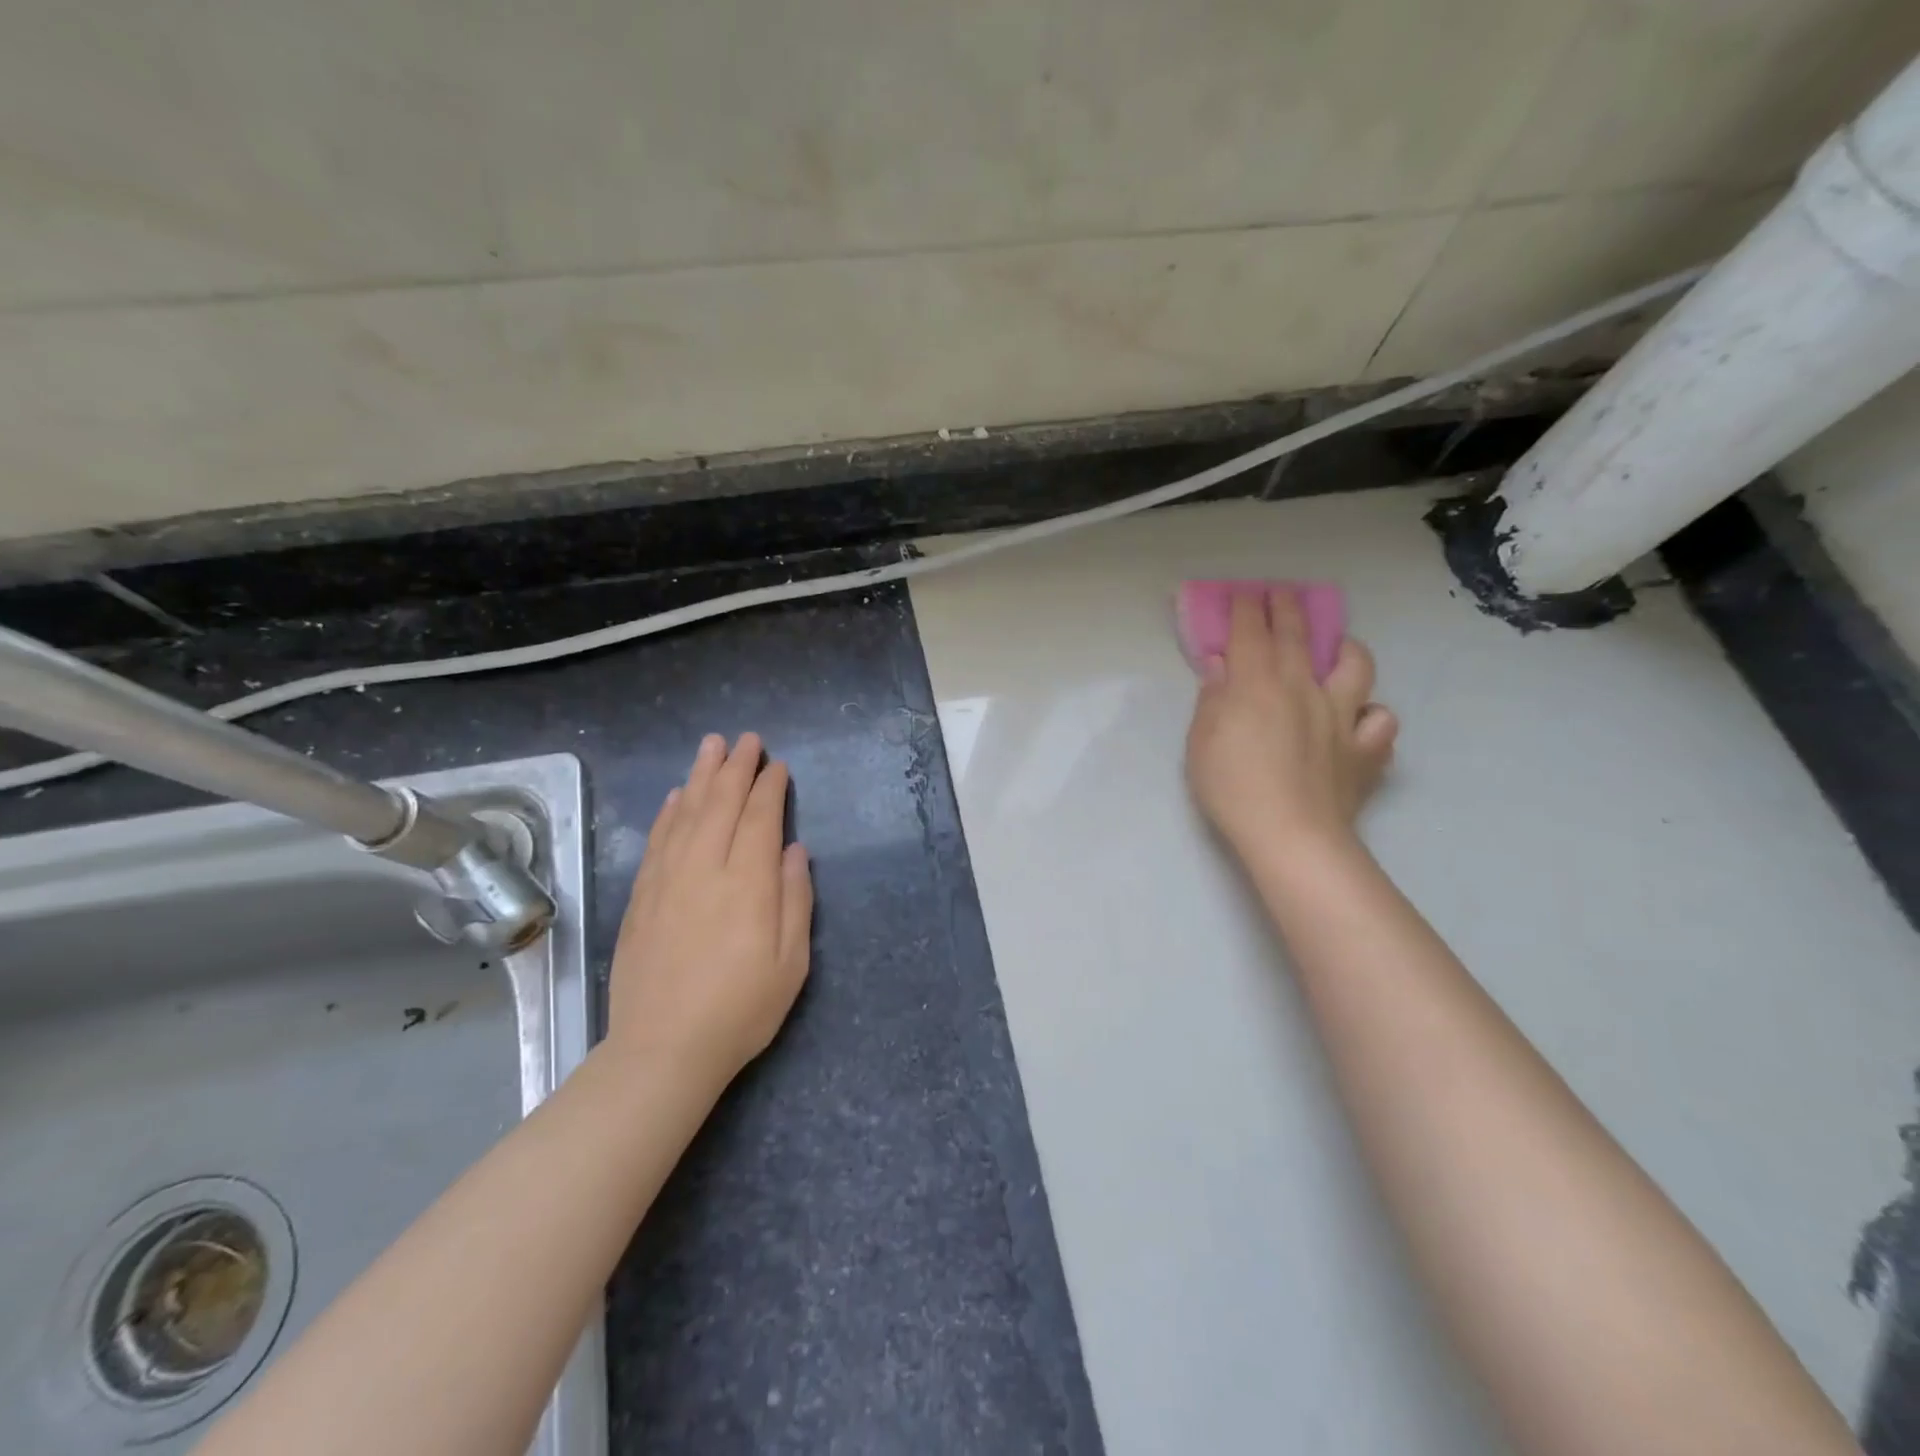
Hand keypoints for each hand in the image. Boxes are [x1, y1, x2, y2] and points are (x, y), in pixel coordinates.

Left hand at [606, 733, 813, 1085]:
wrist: (664, 1050)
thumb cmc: (741, 1009)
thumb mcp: (791, 963)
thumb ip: (796, 900)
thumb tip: (795, 850)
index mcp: (749, 884)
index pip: (760, 819)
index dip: (770, 788)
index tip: (778, 766)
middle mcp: (706, 870)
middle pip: (721, 805)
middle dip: (737, 768)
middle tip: (747, 740)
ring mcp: (668, 881)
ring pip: (687, 814)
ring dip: (701, 776)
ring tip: (711, 746)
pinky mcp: (642, 897)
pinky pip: (658, 840)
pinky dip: (669, 811)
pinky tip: (677, 795)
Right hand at [1185, 590, 1397, 862]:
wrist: (1291, 835)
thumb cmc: (1232, 788)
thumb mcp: (1201, 742)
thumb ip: (1212, 699)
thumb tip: (1220, 665)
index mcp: (1257, 684)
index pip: (1251, 631)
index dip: (1245, 608)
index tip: (1241, 594)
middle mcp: (1303, 688)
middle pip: (1297, 635)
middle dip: (1286, 608)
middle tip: (1281, 593)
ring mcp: (1342, 715)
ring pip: (1356, 666)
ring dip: (1346, 648)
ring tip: (1338, 649)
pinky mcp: (1366, 748)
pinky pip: (1380, 719)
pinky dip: (1371, 714)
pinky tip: (1359, 721)